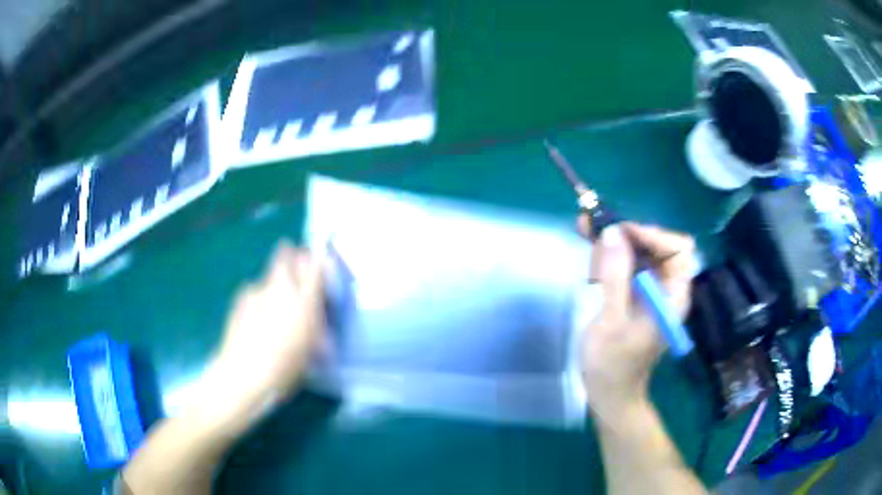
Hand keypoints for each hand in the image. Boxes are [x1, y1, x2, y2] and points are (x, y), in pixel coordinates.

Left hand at [209, 241, 325, 413]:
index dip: (318, 258)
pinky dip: (259, 298)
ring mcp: (256, 291)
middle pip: (286, 254)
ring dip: (275, 282)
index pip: (315, 265)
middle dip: (292, 255)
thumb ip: (315, 328)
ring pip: (270, 274)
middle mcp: (281, 289)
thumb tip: (317, 322)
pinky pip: (255, 291)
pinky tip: (256, 319)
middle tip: (295, 268)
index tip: (319, 258)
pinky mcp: (240, 298)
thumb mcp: (309, 352)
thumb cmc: (283, 369)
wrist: (243, 374)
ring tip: (274, 306)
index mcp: (304, 302)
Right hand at [578, 217, 694, 421]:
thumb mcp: (612, 321)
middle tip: (592, 224)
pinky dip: (609, 256)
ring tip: (585, 230)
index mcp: (673, 295)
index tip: (620, 234)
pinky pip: (627, 266)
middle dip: (626, 233)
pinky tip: (591, 252)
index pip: (679, 249)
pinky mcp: (636, 296)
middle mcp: (667, 288)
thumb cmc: (613, 364)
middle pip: (656, 246)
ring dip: (614, 241)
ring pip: (639, 253)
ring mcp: (651, 291)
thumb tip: (612, 231)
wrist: (609, 394)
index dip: (653, 235)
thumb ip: (615, 276)